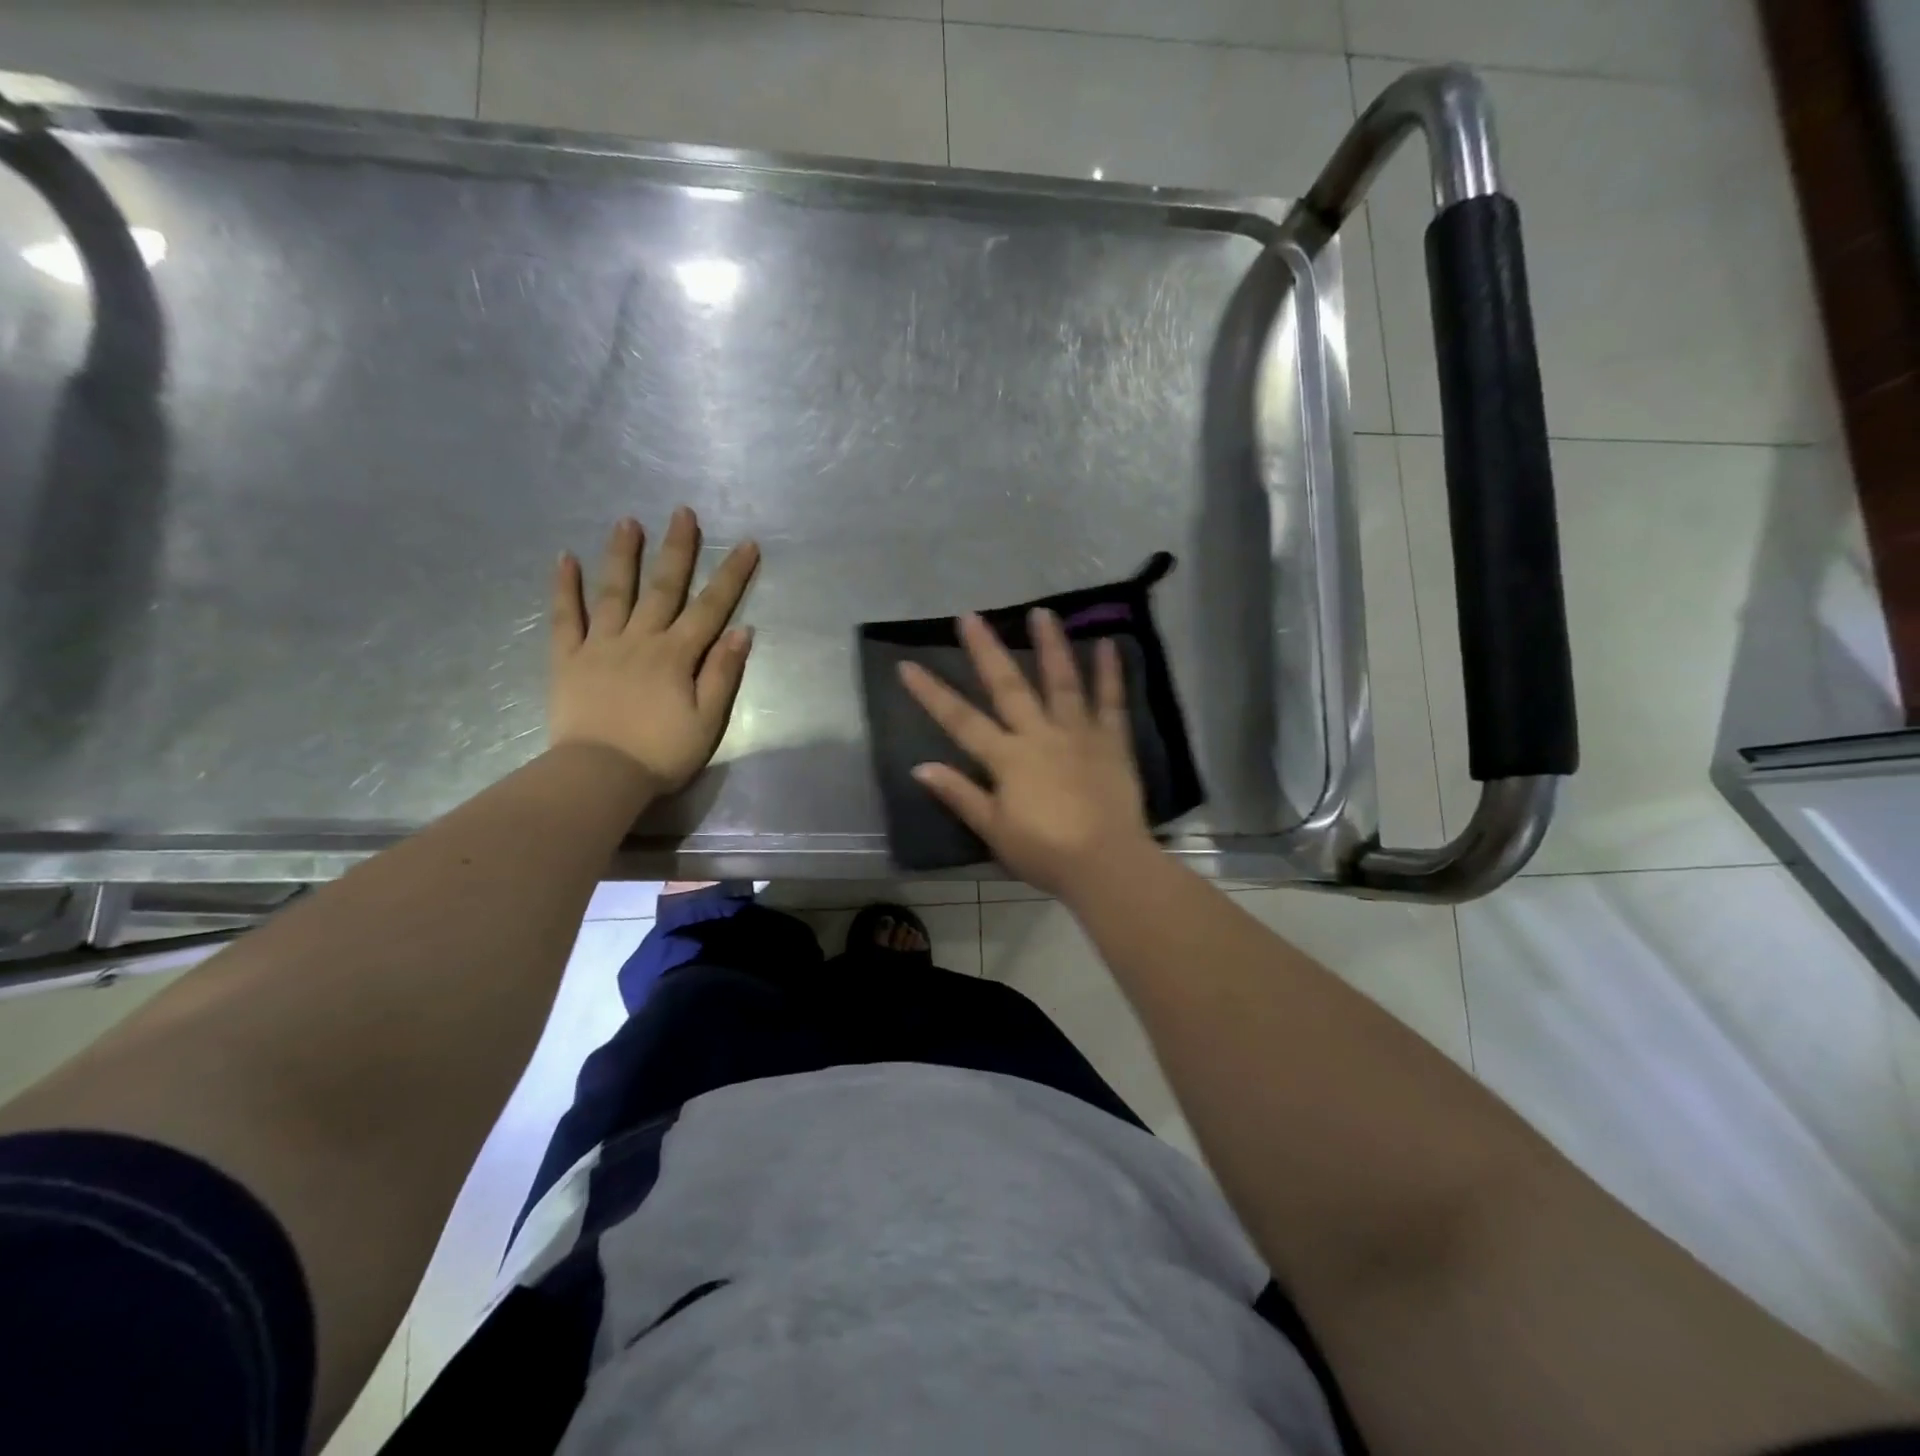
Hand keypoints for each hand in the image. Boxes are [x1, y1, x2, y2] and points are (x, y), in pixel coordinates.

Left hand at [549, 508, 758, 793]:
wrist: (599, 776)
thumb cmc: (661, 753)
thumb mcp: (707, 721)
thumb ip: (722, 674)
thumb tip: (741, 631)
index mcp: (676, 656)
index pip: (710, 608)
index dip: (731, 575)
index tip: (746, 544)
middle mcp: (640, 640)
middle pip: (662, 588)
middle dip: (677, 549)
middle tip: (682, 513)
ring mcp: (600, 646)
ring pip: (614, 592)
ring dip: (623, 555)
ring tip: (628, 521)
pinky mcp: (568, 659)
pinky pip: (565, 618)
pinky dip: (565, 588)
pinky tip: (565, 559)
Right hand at [899, 609, 1155, 898]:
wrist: (1106, 864)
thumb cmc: (1045, 853)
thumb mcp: (994, 830)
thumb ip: (960, 794)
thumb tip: (920, 767)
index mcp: (1008, 758)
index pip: (961, 720)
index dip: (932, 693)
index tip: (907, 665)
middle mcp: (1040, 735)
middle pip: (1008, 686)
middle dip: (986, 650)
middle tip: (970, 616)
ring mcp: (1078, 733)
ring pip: (1062, 681)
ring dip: (1050, 645)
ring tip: (1042, 612)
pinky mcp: (1112, 741)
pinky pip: (1111, 701)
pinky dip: (1110, 672)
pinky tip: (1108, 643)